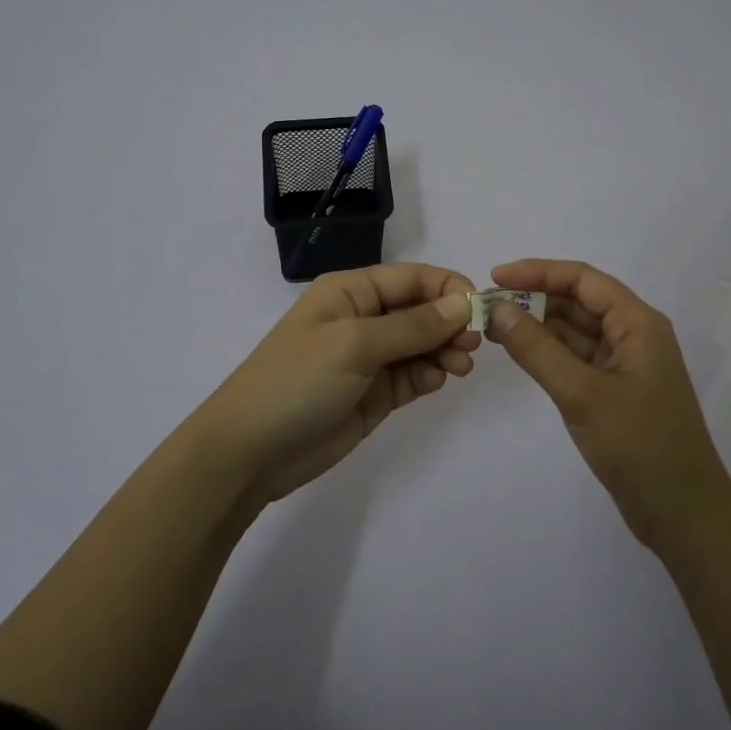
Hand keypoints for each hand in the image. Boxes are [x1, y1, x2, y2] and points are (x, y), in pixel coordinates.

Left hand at [189, 264, 480, 504]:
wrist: (250, 452)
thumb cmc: (297, 381)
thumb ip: (412, 325)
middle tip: (473, 345)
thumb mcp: (354, 344)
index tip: (480, 308)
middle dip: (450, 322)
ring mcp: (368, 358)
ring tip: (460, 367)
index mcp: (351, 292)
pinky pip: (413, 375)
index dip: (448, 287)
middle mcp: (362, 319)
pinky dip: (430, 375)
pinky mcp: (374, 394)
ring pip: (422, 344)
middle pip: (421, 309)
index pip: (411, 277)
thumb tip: (462, 302)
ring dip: (445, 350)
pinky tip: (437, 381)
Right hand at [485, 259, 730, 552]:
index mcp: (638, 323)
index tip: (494, 277)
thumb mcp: (582, 394)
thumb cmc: (639, 445)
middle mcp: (634, 334)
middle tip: (486, 306)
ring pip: (575, 330)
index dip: (538, 272)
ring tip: (493, 326)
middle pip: (578, 301)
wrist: (683, 513)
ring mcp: (625, 364)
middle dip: (533, 298)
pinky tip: (518, 352)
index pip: (583, 280)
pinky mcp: (615, 390)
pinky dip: (547, 352)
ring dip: (537, 325)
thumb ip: (537, 349)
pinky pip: (576, 357)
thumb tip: (498, 310)